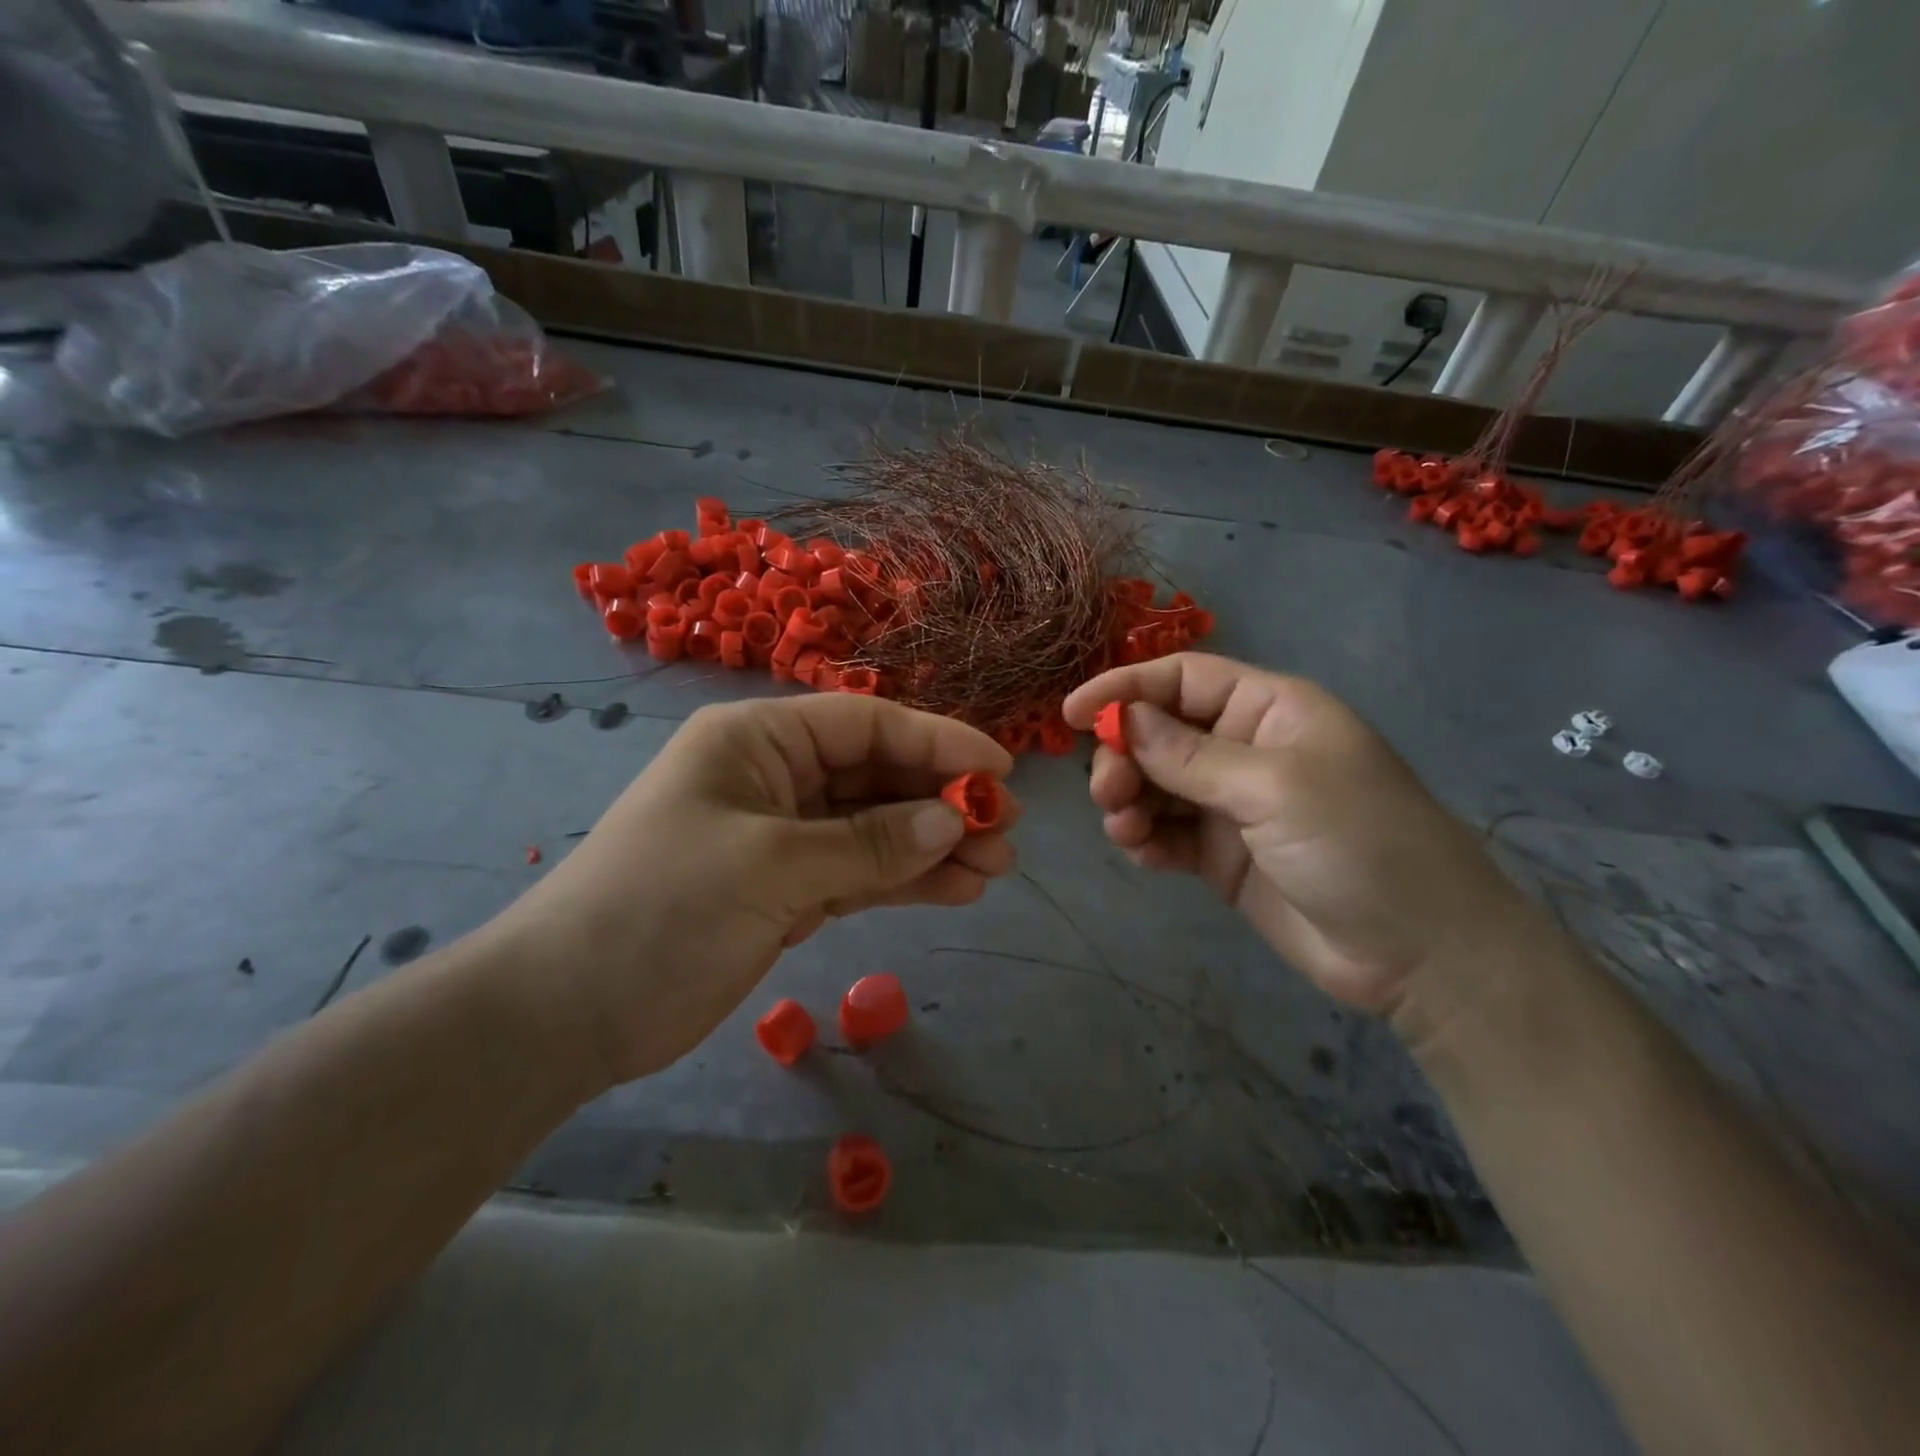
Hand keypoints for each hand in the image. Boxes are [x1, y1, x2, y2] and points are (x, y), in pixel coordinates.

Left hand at [483, 696, 1017, 1087]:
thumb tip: (954, 819)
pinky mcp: (787, 889)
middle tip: (1007, 829)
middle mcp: (775, 776)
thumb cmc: (660, 908)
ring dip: (935, 844)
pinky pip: (861, 873)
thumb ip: (869, 843)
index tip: (999, 769)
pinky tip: (956, 889)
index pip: (866, 724)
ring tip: (997, 867)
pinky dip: (906, 880)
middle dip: (943, 800)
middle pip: (878, 776)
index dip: (937, 741)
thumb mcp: (771, 865)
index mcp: (758, 739)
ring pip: (877, 828)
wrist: (568, 1012)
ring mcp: (783, 836)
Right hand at [1064, 653, 1532, 1015]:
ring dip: (1128, 798)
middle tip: (1110, 790)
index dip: (1126, 688)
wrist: (1419, 954)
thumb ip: (1189, 755)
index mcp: (1269, 710)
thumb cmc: (1359, 843)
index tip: (1073, 713)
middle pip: (1160, 732)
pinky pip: (1166, 832)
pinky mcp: (1221, 854)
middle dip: (1125, 755)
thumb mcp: (1273, 787)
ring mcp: (1232, 804)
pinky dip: (1144, 837)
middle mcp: (1245, 749)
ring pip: (1156, 784)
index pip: (1183, 679)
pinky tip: (1140, 851)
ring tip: (1124, 826)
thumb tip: (1123, 719)